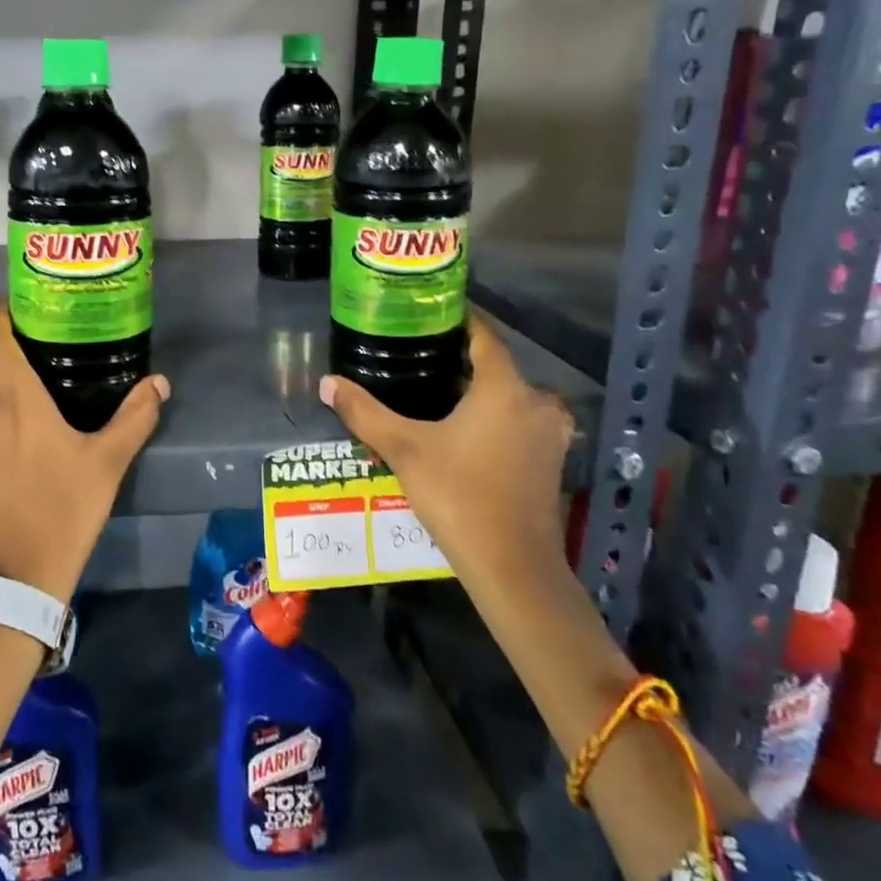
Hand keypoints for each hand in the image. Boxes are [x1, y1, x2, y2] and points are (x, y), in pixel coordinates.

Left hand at [0, 305, 169, 604]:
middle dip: (12, 369)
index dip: (2, 316)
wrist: (15, 579)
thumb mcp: (108, 465)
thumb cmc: (64, 514)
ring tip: (11, 414)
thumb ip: (135, 417)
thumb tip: (159, 380)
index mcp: (19, 400)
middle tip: (36, 382)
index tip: (19, 311)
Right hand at [319, 314, 572, 590]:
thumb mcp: (404, 450)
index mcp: (504, 388)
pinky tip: (465, 426)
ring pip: (510, 394)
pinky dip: (496, 414)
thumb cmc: (459, 496)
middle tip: (419, 354)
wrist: (513, 568)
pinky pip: (520, 419)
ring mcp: (551, 432)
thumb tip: (327, 383)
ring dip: (479, 389)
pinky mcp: (552, 459)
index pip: (483, 335)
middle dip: (460, 358)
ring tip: (436, 389)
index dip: (458, 319)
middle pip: (496, 365)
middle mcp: (536, 401)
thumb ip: (365, 412)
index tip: (427, 312)